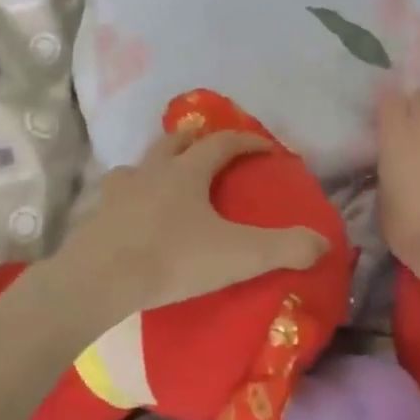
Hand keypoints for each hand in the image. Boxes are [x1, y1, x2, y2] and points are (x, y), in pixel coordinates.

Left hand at [57, 131, 329, 318]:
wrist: (101, 280)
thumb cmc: (173, 259)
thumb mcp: (239, 255)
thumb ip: (285, 248)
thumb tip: (323, 242)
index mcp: (187, 172)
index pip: (222, 144)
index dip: (247, 141)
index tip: (266, 147)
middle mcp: (151, 172)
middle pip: (173, 142)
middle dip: (194, 139)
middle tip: (207, 144)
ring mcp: (118, 193)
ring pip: (138, 165)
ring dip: (156, 164)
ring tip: (165, 178)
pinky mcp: (97, 218)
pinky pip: (115, 197)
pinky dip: (129, 197)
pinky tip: (132, 215)